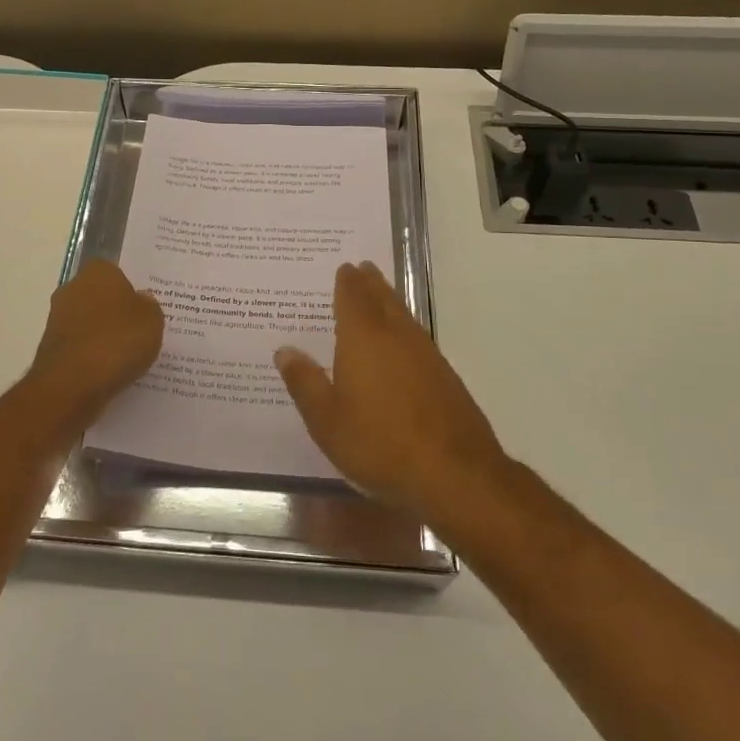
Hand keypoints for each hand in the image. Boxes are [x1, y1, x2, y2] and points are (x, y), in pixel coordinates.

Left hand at [27, 260, 163, 427]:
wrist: (71, 385)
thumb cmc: (117, 341)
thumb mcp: (152, 320)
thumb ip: (149, 305)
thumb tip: (140, 301)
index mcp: (98, 272)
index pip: (118, 273)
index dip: (132, 291)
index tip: (145, 310)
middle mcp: (73, 288)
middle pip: (101, 297)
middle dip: (116, 312)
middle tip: (139, 332)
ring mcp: (58, 318)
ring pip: (89, 323)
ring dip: (103, 336)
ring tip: (127, 358)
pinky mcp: (50, 348)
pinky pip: (80, 347)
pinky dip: (92, 356)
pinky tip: (108, 372)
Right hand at [274, 262, 507, 517]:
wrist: (455, 473)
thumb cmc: (379, 444)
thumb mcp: (326, 420)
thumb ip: (305, 382)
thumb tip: (285, 350)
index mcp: (363, 338)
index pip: (353, 297)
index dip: (347, 281)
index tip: (344, 267)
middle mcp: (396, 335)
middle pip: (382, 298)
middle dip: (371, 282)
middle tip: (362, 267)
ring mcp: (425, 353)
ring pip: (403, 315)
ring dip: (390, 300)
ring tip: (380, 294)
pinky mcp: (444, 375)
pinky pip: (417, 336)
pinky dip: (405, 328)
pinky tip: (402, 342)